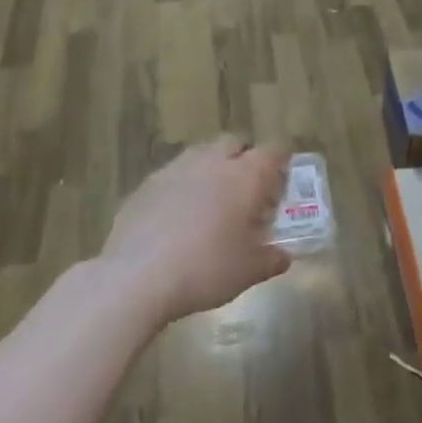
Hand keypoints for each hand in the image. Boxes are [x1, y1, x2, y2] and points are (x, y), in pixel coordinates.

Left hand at [103, 138, 291, 323]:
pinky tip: (178, 218)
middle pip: (234, 144)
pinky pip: (172, 177)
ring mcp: (173, 171)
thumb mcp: (250, 271)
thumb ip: (272, 259)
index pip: (272, 153)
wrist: (138, 278)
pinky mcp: (144, 187)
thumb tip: (282, 257)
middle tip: (249, 190)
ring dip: (212, 170)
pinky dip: (182, 188)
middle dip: (245, 159)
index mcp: (245, 177)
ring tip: (213, 202)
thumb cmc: (207, 269)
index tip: (283, 181)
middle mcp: (210, 163)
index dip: (281, 163)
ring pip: (200, 156)